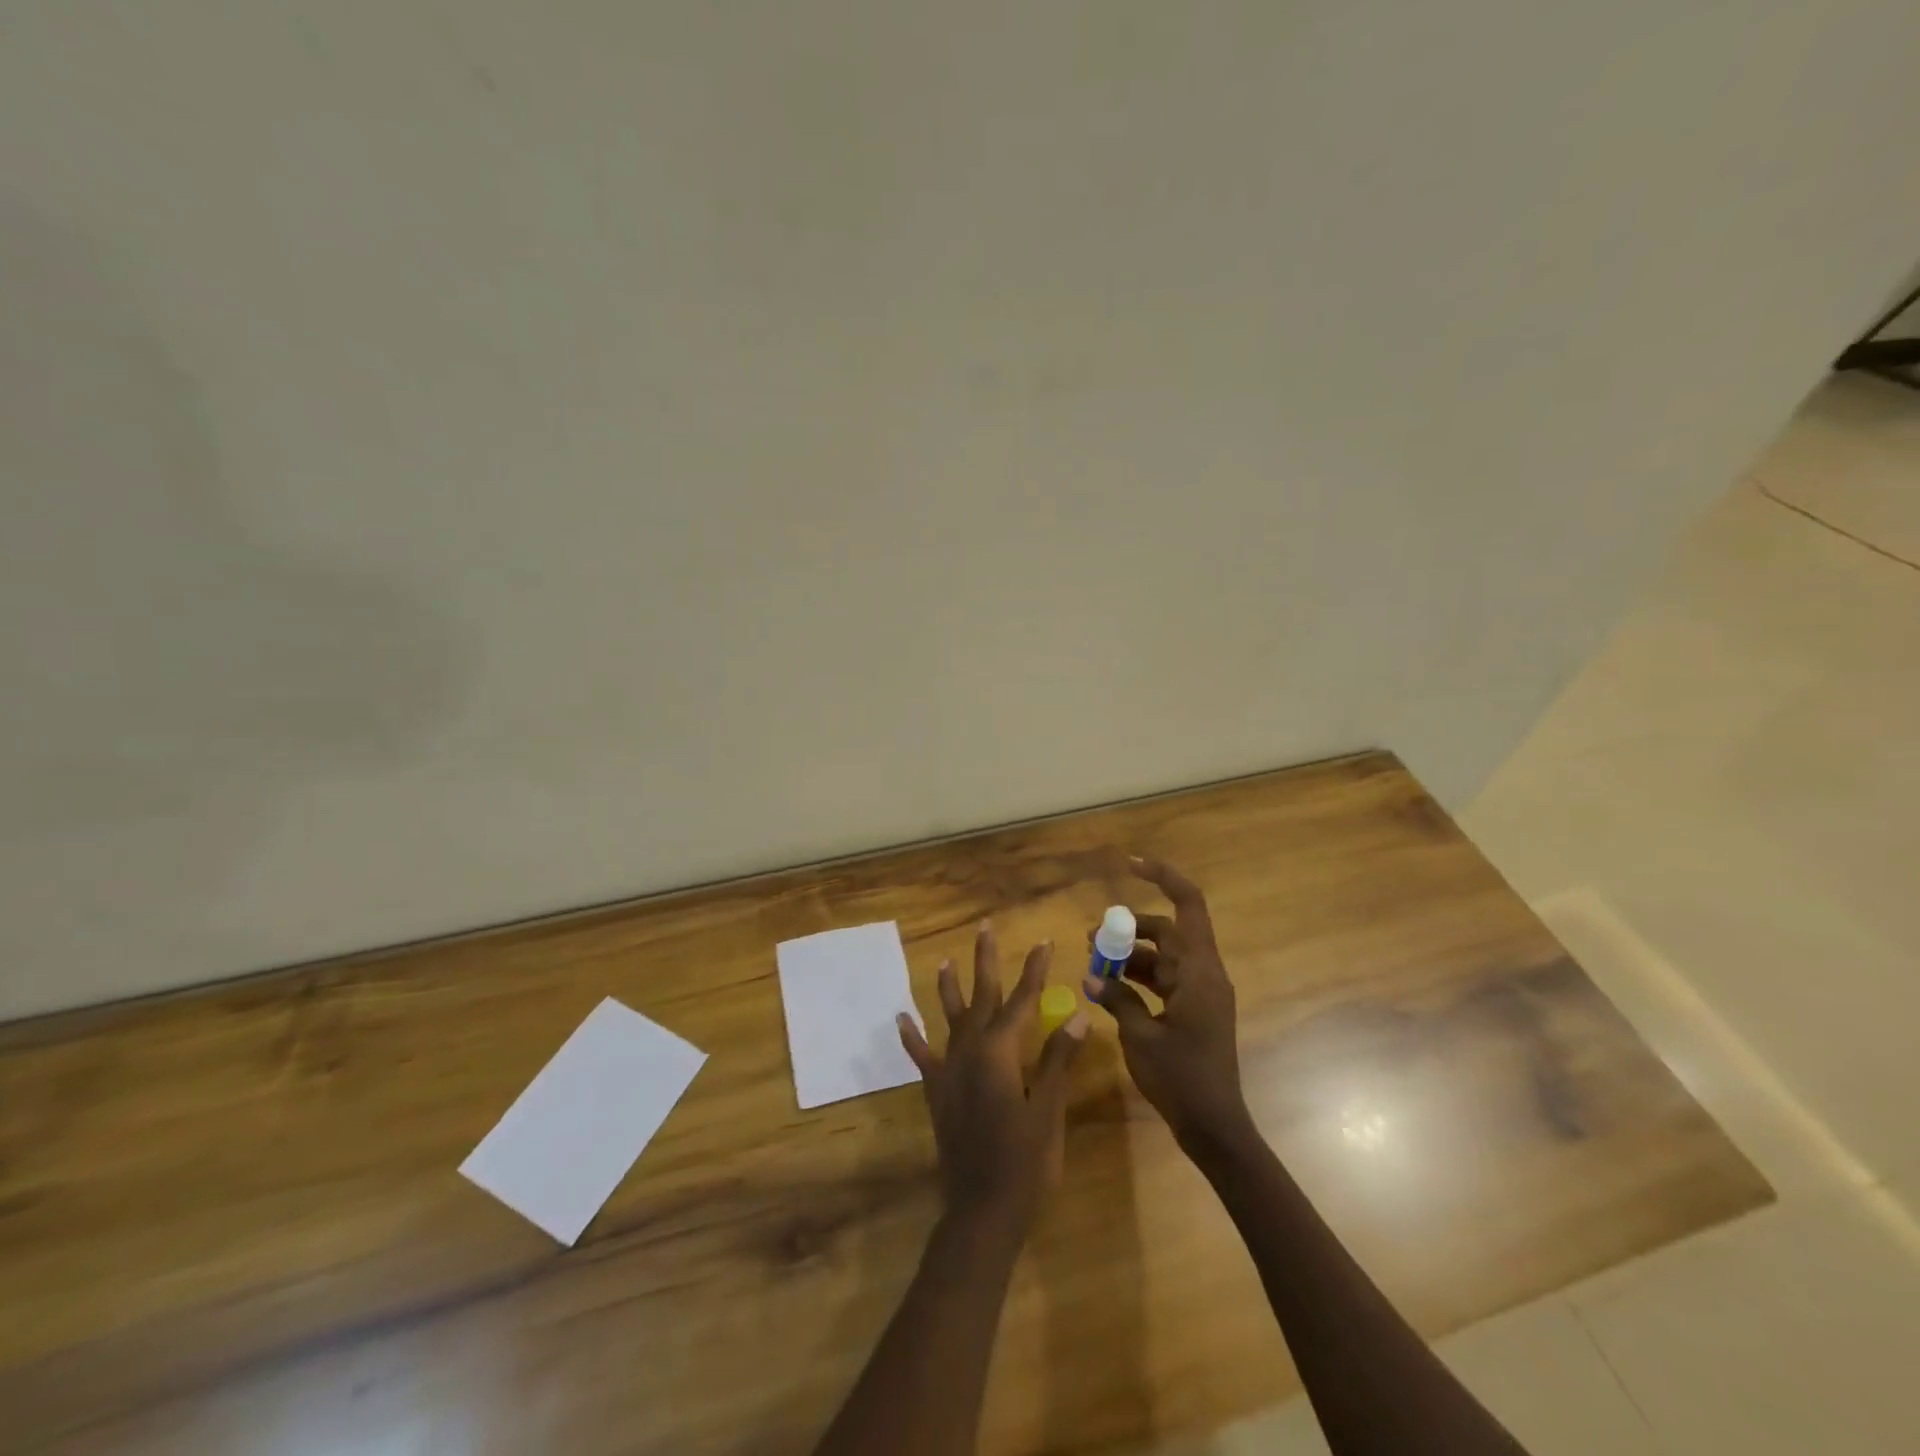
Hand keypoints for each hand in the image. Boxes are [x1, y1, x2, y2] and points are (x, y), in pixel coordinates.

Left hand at [898, 924, 1089, 1226]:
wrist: (982, 1211)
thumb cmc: (1025, 1162)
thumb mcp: (1048, 1109)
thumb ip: (1057, 1059)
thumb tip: (1077, 1013)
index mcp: (1000, 1052)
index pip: (1023, 1000)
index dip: (1034, 971)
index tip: (1044, 941)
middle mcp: (970, 1051)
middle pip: (981, 997)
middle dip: (985, 961)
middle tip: (985, 927)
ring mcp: (949, 1071)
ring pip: (949, 1019)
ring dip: (949, 989)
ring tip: (946, 961)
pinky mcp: (936, 1092)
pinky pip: (922, 1057)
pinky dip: (912, 1038)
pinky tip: (902, 1019)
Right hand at [1085, 857, 1250, 1150]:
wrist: (1214, 1127)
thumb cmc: (1181, 1078)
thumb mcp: (1140, 1036)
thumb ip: (1117, 999)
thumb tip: (1091, 978)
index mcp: (1199, 971)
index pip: (1188, 904)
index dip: (1163, 876)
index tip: (1131, 864)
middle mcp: (1204, 974)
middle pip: (1167, 931)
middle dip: (1129, 929)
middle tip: (1092, 938)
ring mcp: (1201, 993)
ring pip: (1163, 955)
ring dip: (1130, 955)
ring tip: (1093, 963)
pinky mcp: (1195, 1010)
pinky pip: (1164, 979)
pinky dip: (1138, 977)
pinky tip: (1109, 987)